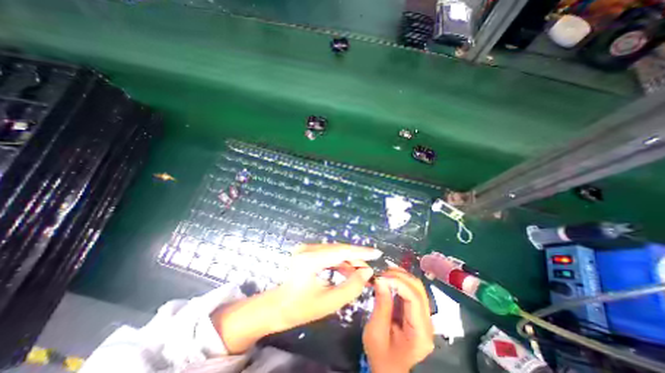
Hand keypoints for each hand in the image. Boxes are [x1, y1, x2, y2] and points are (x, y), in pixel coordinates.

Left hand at [209, 244, 381, 353]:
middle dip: (356, 257)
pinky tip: (348, 270)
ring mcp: (306, 248)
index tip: (377, 252)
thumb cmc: (301, 308)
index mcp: (310, 260)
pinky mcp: (307, 250)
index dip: (361, 252)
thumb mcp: (329, 302)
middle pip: (339, 249)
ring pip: (335, 250)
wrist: (278, 306)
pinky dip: (340, 261)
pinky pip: (328, 253)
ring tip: (361, 271)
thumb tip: (367, 271)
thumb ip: (351, 287)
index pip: (341, 251)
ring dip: (348, 260)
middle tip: (370, 267)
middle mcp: (308, 248)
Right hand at [361, 269, 433, 371]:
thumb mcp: (376, 332)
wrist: (389, 370)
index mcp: (420, 333)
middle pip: (419, 289)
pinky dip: (400, 282)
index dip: (398, 283)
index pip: (414, 298)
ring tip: (384, 274)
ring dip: (400, 277)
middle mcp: (427, 322)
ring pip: (417, 288)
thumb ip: (381, 304)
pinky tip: (389, 279)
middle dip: (400, 276)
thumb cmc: (381, 356)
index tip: (381, 277)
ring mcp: (424, 317)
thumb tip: (380, 280)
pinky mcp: (417, 313)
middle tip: (382, 273)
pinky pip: (412, 292)